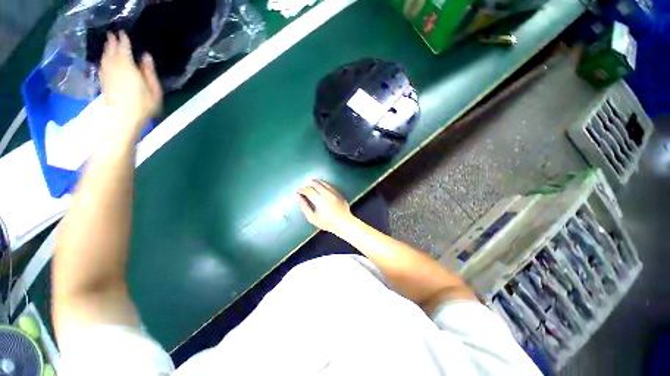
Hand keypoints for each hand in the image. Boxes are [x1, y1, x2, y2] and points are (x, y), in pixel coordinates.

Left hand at [100, 31, 161, 132]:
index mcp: (129, 68)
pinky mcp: (104, 82)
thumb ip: (149, 72)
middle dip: (112, 43)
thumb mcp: (154, 90)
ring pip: (106, 58)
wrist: (123, 117)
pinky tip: (104, 58)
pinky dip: (103, 59)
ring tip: (107, 43)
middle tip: (111, 34)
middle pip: (113, 52)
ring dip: (106, 50)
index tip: (123, 33)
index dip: (124, 41)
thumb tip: (146, 57)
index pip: (125, 50)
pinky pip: (103, 66)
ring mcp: (108, 75)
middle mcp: (116, 68)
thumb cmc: (143, 105)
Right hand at [298, 180, 354, 233]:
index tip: (298, 191)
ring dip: (316, 182)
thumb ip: (305, 207)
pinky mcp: (339, 193)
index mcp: (320, 201)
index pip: (309, 191)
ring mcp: (334, 193)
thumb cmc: (327, 223)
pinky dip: (324, 184)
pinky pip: (330, 186)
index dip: (302, 190)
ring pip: (323, 183)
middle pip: (316, 184)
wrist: (344, 223)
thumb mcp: (312, 218)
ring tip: (311, 182)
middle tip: (304, 187)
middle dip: (308, 184)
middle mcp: (327, 195)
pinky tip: (321, 185)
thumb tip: (301, 198)